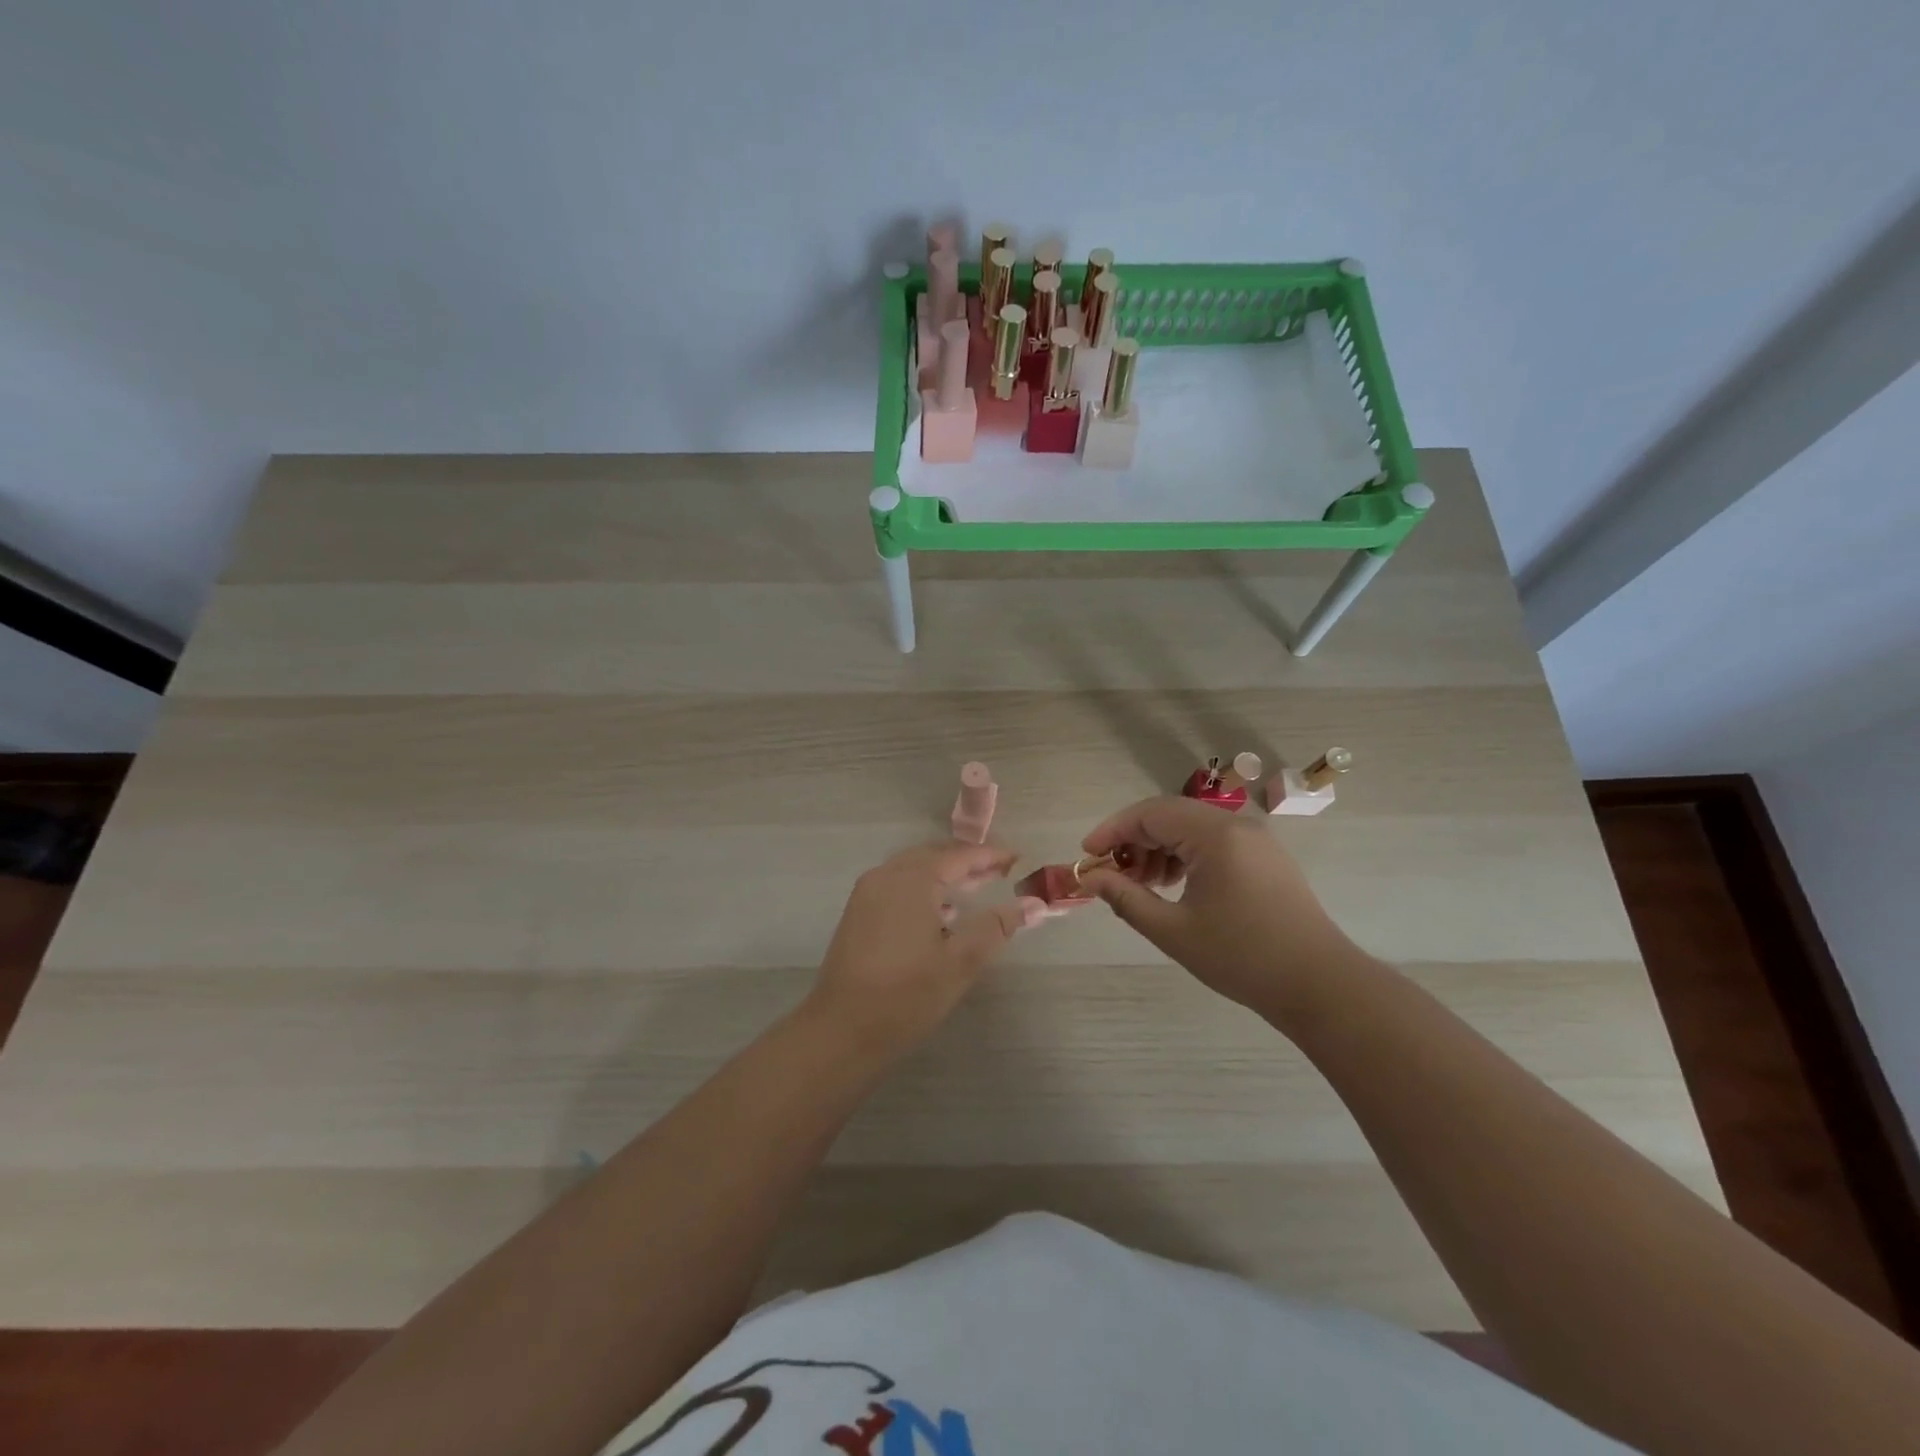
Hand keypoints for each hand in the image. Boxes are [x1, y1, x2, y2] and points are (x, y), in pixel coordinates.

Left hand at [810, 842, 1048, 1047]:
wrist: (841, 1030)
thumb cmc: (906, 995)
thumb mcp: (960, 961)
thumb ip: (996, 926)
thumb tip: (1034, 904)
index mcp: (913, 880)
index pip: (959, 855)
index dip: (990, 855)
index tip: (1017, 858)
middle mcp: (887, 875)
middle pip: (934, 855)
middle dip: (968, 861)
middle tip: (1000, 872)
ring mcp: (867, 893)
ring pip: (914, 869)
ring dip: (945, 874)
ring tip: (976, 888)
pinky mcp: (858, 913)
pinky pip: (897, 884)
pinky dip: (923, 887)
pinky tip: (940, 911)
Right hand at [1077, 796, 1365, 1016]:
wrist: (1319, 985)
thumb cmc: (1241, 958)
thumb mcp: (1173, 931)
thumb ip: (1126, 898)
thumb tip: (1092, 878)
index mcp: (1215, 835)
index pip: (1150, 813)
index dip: (1112, 831)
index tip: (1087, 855)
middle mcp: (1237, 825)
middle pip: (1170, 815)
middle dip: (1134, 841)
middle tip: (1113, 875)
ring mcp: (1256, 839)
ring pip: (1191, 827)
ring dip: (1159, 848)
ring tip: (1143, 886)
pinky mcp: (1266, 857)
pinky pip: (1213, 841)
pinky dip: (1185, 856)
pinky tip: (1175, 887)